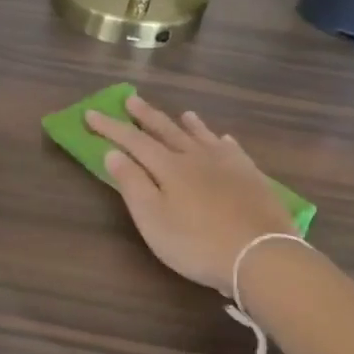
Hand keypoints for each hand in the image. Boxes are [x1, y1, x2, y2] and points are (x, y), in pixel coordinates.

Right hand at [87, 95, 296, 293]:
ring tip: (182, 113)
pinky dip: (222, 141)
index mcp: (168, 166)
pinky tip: (223, 139)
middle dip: (146, 116)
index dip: (110, 127)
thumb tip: (112, 152)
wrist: (262, 255)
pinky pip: (233, 150)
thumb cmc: (196, 242)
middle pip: (167, 131)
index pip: (132, 140)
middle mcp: (196, 157)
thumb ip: (132, 183)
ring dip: (187, 124)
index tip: (90, 114)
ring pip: (202, 136)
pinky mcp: (252, 177)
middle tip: (131, 99)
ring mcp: (228, 165)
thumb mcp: (152, 218)